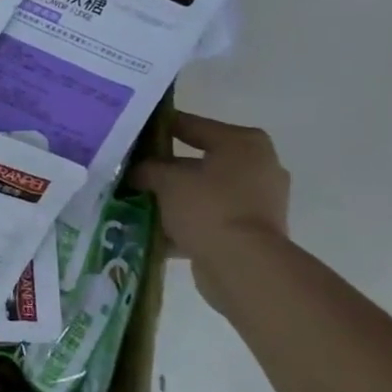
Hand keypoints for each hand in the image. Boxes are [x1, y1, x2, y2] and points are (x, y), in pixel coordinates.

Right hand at [129, 112, 288, 295]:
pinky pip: (210, 217)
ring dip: (174, 196)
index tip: (132, 132)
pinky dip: (185, 220)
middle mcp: (258, 166)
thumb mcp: (167, 180)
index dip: (159, 127)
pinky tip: (154, 227)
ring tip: (139, 200)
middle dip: (165, 168)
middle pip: (198, 160)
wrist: (243, 266)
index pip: (191, 125)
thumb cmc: (208, 208)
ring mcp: (258, 200)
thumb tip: (135, 171)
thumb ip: (147, 168)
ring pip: (203, 191)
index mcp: (242, 143)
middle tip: (133, 170)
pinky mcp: (252, 231)